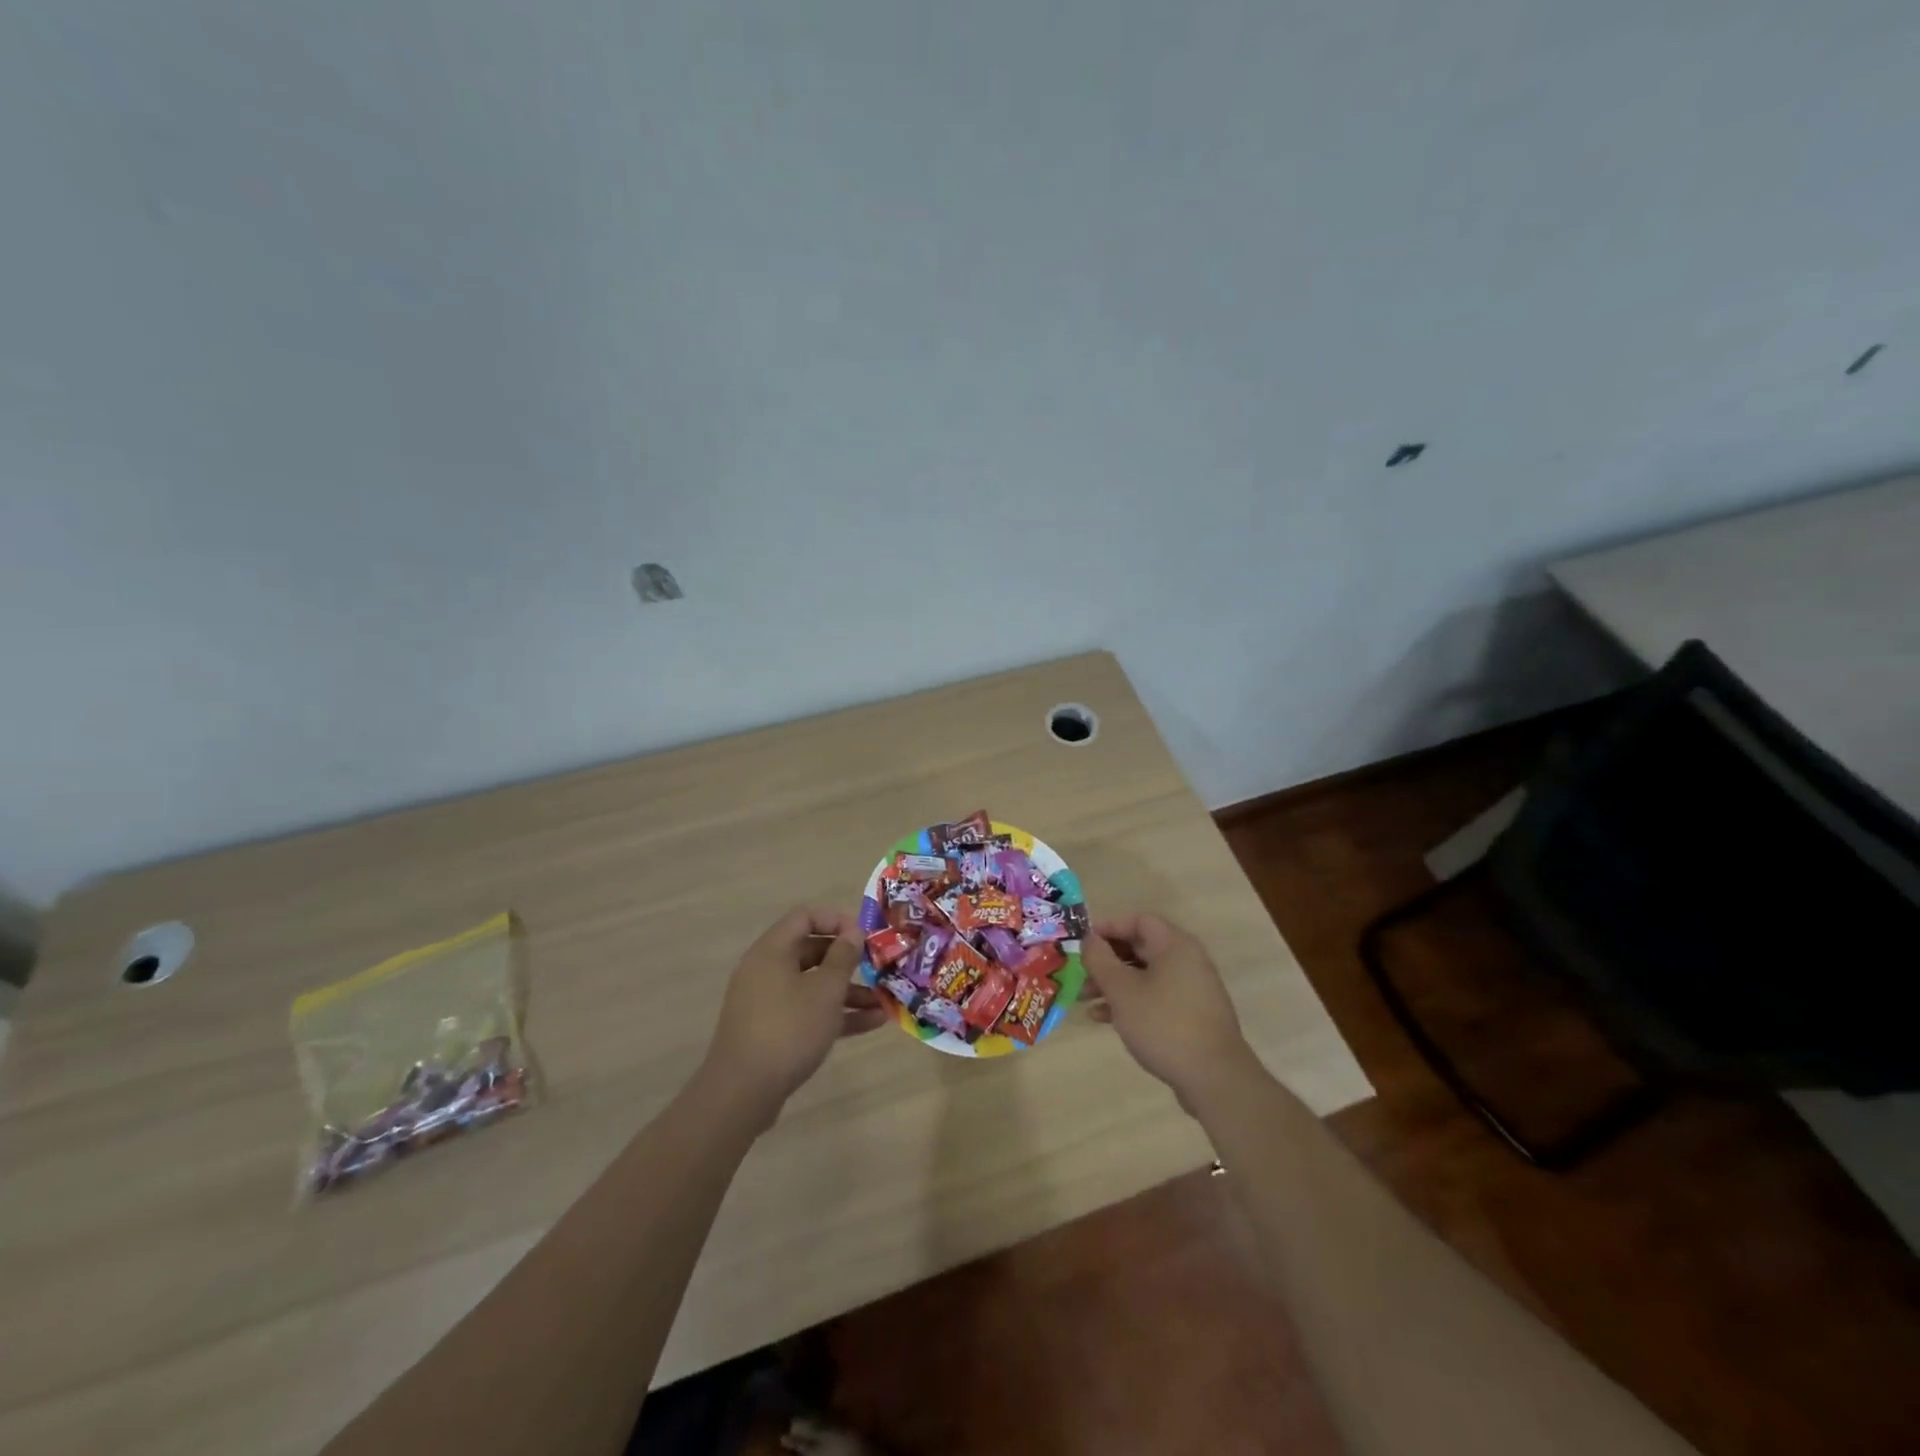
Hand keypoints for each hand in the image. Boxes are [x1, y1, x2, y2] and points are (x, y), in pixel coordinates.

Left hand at [702, 907, 888, 1120]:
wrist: (742, 1092)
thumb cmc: (788, 1029)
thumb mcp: (825, 991)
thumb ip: (843, 957)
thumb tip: (853, 932)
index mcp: (772, 951)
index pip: (804, 916)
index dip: (836, 920)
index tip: (863, 936)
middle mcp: (766, 970)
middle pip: (811, 951)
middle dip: (847, 960)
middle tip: (877, 967)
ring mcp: (768, 1002)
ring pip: (812, 985)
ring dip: (848, 991)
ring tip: (883, 1002)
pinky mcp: (772, 1030)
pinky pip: (807, 1010)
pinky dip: (835, 1013)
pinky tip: (871, 1024)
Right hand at [1081, 913, 1260, 1112]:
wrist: (1214, 1078)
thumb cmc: (1163, 1024)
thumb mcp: (1122, 990)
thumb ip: (1100, 959)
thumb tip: (1089, 939)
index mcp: (1175, 945)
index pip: (1138, 920)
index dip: (1108, 927)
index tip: (1083, 943)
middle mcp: (1187, 960)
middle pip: (1140, 947)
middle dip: (1106, 960)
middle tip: (1081, 974)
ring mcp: (1192, 989)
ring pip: (1145, 975)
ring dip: (1114, 984)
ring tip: (1085, 1000)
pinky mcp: (1192, 1015)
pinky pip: (1155, 997)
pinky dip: (1131, 1002)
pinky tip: (1105, 1019)